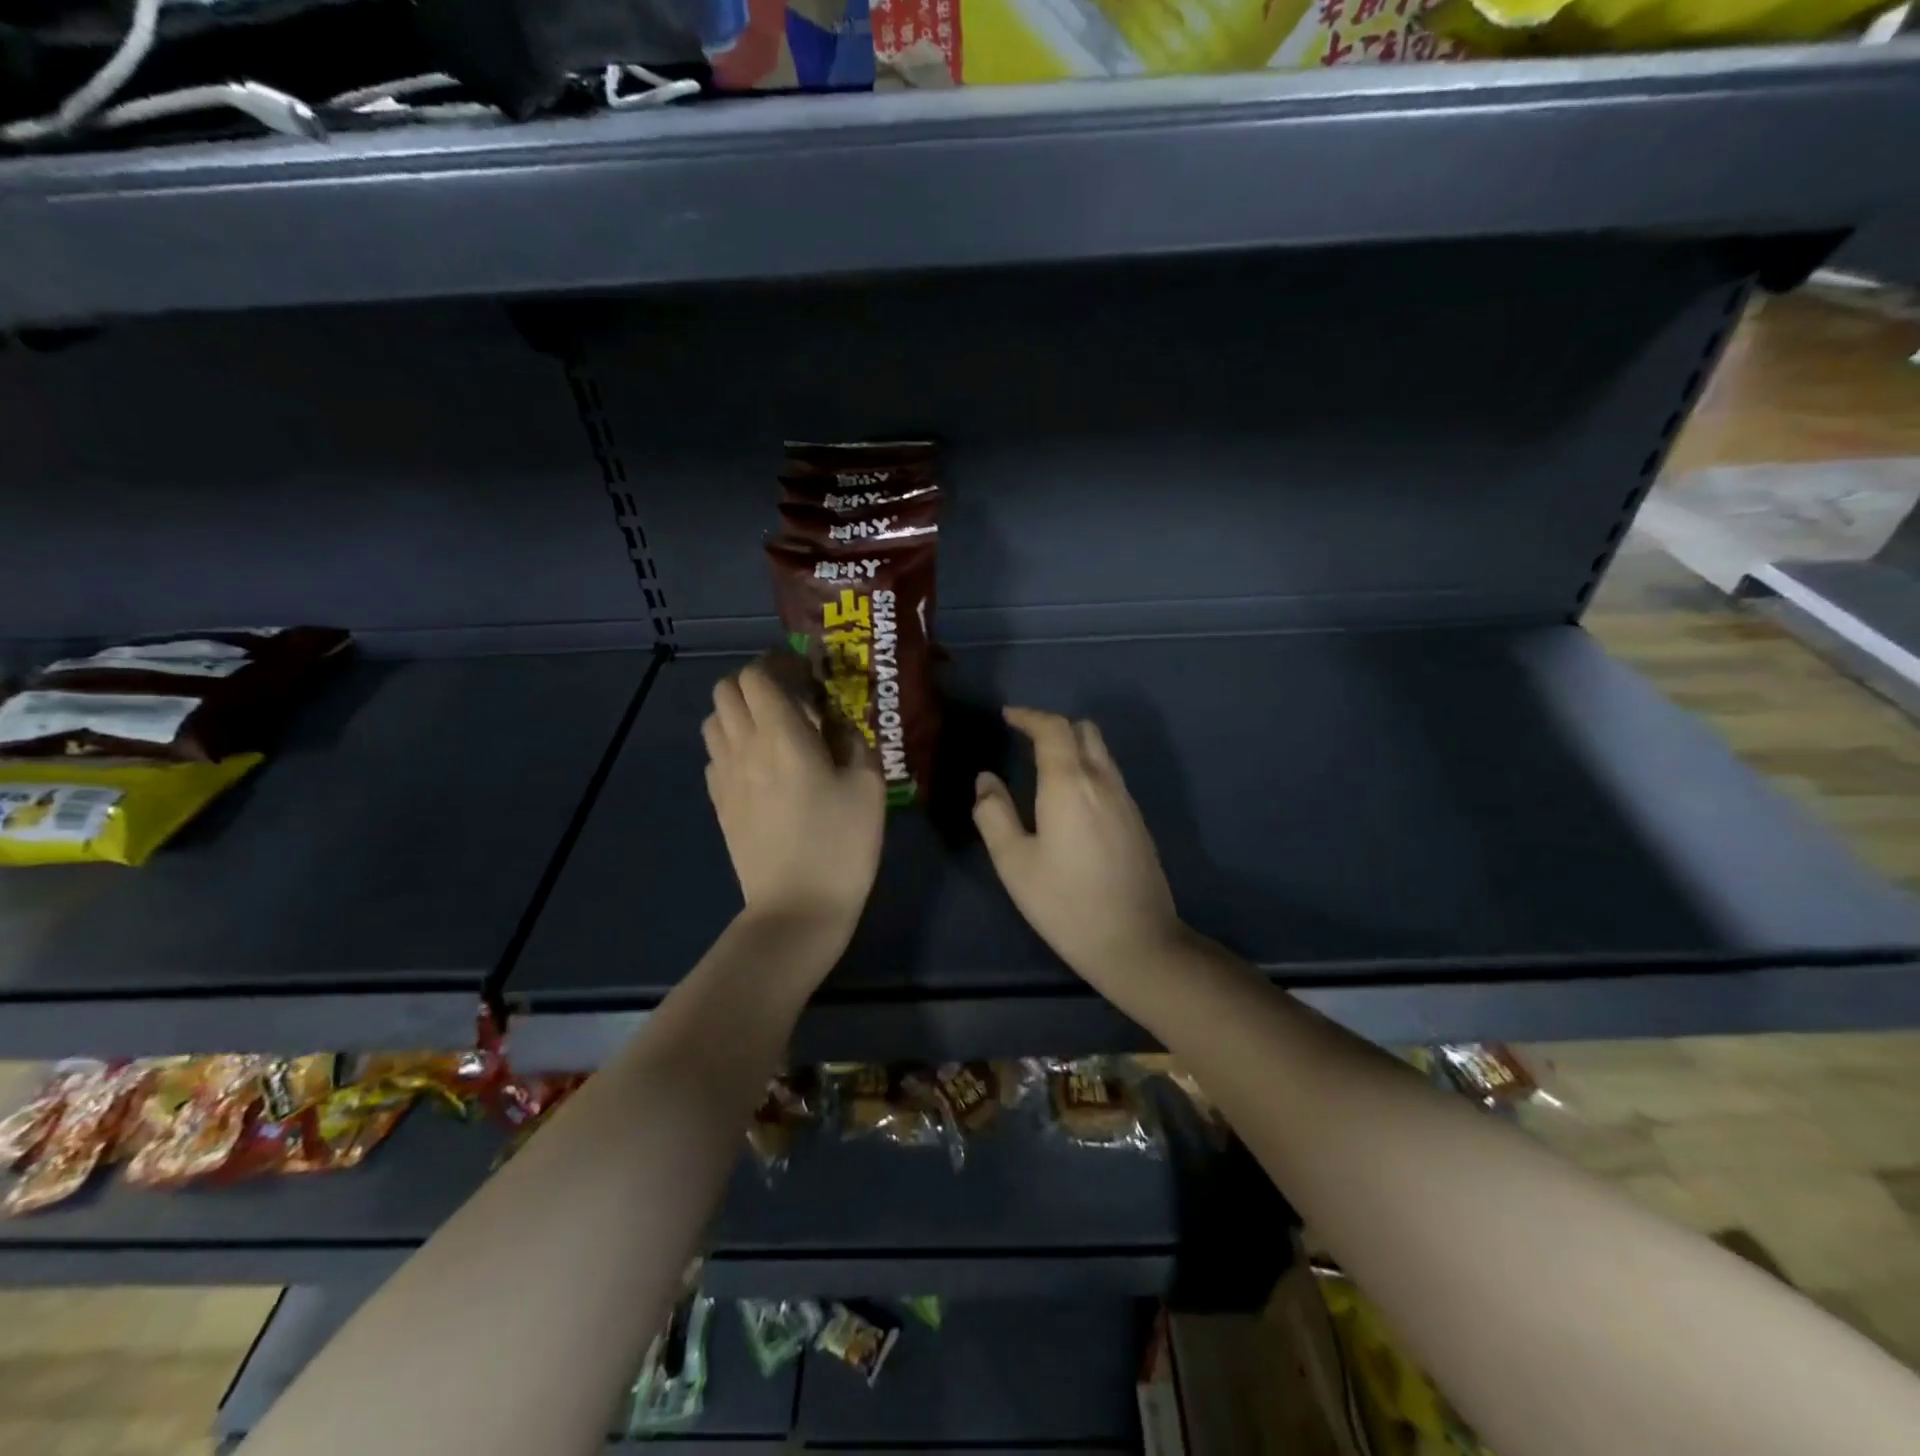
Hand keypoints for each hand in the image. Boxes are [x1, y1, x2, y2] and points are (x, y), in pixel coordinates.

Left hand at [703, 659, 884, 947]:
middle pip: (726, 690)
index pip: (757, 676)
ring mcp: (725, 776)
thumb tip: (834, 722)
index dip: (779, 663)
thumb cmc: (841, 844)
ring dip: (740, 712)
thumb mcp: (868, 786)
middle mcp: (744, 747)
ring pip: (714, 720)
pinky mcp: (720, 803)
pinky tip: (760, 766)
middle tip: (791, 699)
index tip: (806, 673)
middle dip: (755, 682)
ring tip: (774, 730)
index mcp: (782, 736)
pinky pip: (715, 755)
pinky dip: (733, 745)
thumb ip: (851, 740)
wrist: (797, 907)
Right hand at [973, 707, 1183, 987]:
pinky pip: (1110, 776)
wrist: (1136, 942)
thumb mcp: (1014, 862)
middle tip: (1025, 739)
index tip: (1008, 716)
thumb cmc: (1065, 903)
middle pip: (1084, 731)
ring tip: (1044, 767)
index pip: (1053, 729)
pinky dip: (1088, 769)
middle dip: (1053, 726)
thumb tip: (986, 780)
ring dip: (1073, 747)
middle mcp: (1103, 782)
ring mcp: (1126, 801)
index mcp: (1070, 784)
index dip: (1029, 716)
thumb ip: (994, 814)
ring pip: (1101, 753)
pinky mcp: (1137, 822)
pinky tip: (1071, 800)